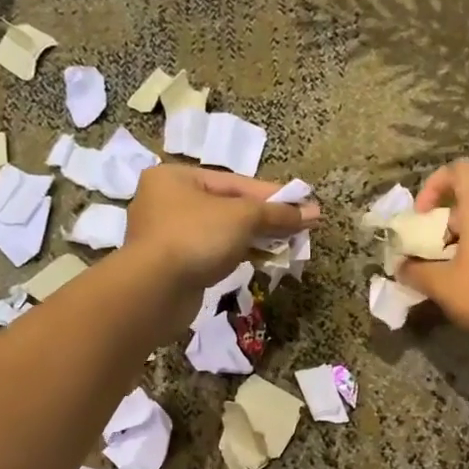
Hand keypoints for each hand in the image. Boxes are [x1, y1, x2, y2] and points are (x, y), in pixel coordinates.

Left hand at [122, 164, 318, 294]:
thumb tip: (313, 212)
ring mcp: (166, 235)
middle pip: (228, 206)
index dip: (273, 195)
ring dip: (254, 238)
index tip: (303, 205)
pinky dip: (237, 254)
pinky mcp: (172, 265)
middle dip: (265, 218)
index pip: (235, 182)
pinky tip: (261, 259)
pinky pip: (212, 253)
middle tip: (299, 227)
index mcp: (175, 178)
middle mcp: (166, 201)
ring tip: (287, 245)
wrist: (154, 291)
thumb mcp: (243, 217)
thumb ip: (277, 213)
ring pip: (221, 232)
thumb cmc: (196, 238)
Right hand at [398, 159, 468, 350]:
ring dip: (451, 246)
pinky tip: (461, 287)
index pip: (459, 171)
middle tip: (421, 256)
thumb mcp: (441, 285)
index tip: (420, 215)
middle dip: (436, 228)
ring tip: (438, 275)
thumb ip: (414, 271)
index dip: (434, 184)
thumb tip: (400, 267)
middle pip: (462, 206)